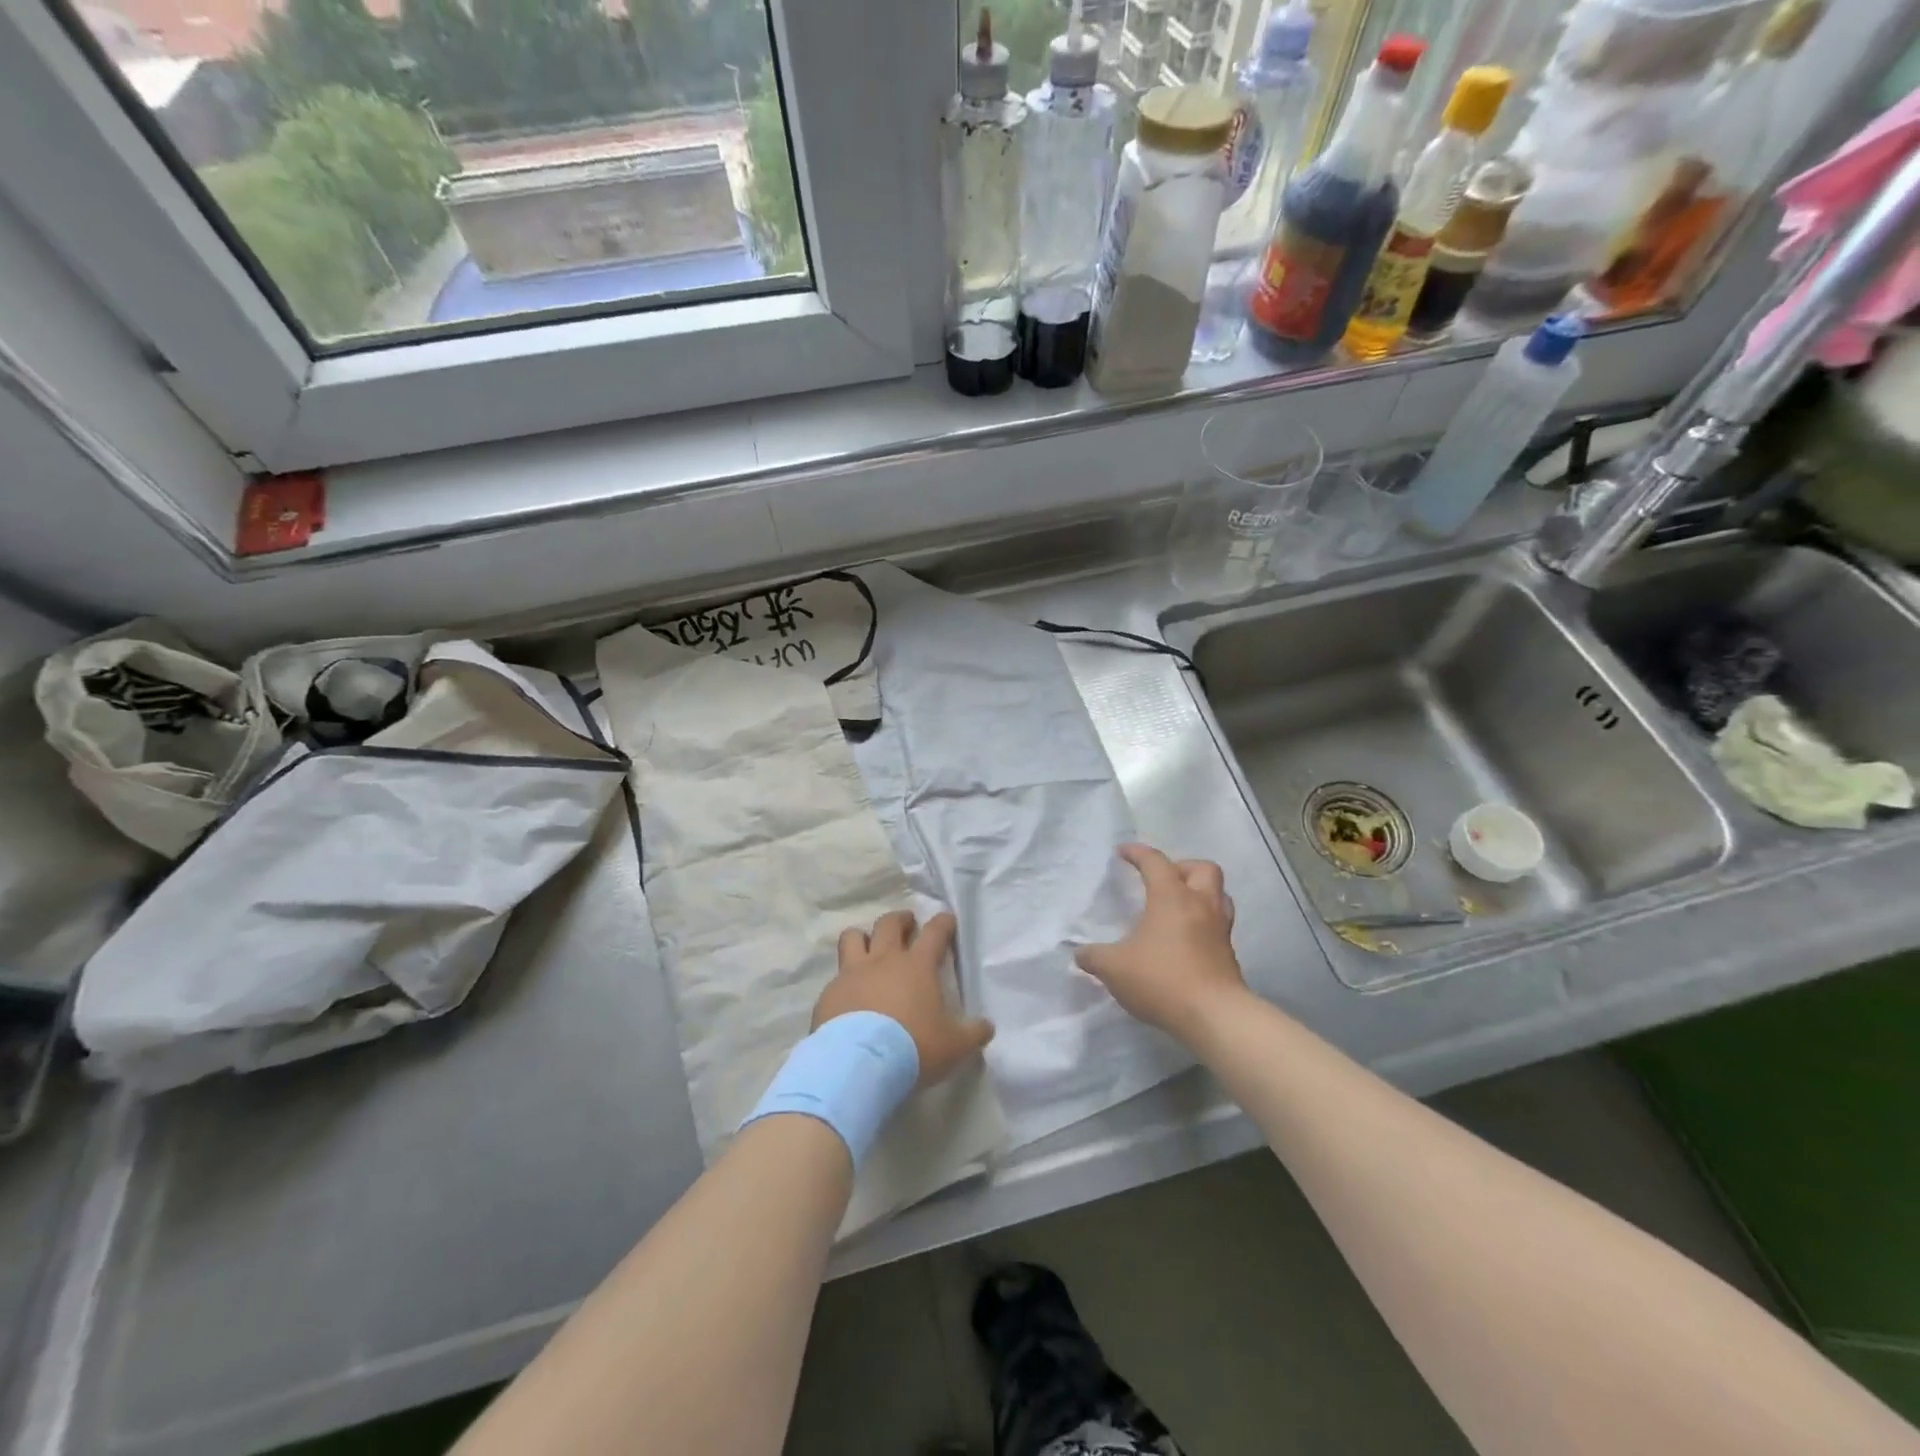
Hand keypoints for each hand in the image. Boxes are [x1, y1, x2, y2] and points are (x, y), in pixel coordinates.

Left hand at [816, 911, 994, 1088]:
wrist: (857, 1064)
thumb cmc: (913, 1048)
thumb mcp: (954, 1046)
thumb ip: (972, 1034)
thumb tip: (986, 1027)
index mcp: (917, 966)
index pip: (934, 933)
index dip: (943, 923)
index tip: (946, 919)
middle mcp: (883, 960)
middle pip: (889, 924)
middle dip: (900, 919)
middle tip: (907, 924)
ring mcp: (852, 974)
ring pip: (852, 938)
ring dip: (862, 937)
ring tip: (867, 946)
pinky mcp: (829, 993)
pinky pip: (836, 977)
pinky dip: (844, 981)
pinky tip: (848, 997)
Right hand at [1076, 844, 1247, 1043]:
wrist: (1214, 1016)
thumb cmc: (1162, 979)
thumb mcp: (1114, 968)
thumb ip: (1094, 957)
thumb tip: (1080, 954)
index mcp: (1172, 897)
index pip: (1155, 862)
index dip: (1137, 853)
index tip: (1122, 852)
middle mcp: (1201, 905)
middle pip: (1203, 869)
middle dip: (1182, 867)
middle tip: (1162, 881)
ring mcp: (1220, 930)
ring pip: (1219, 896)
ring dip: (1200, 893)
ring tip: (1178, 907)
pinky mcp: (1228, 955)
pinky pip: (1219, 925)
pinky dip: (1203, 923)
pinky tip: (1185, 940)